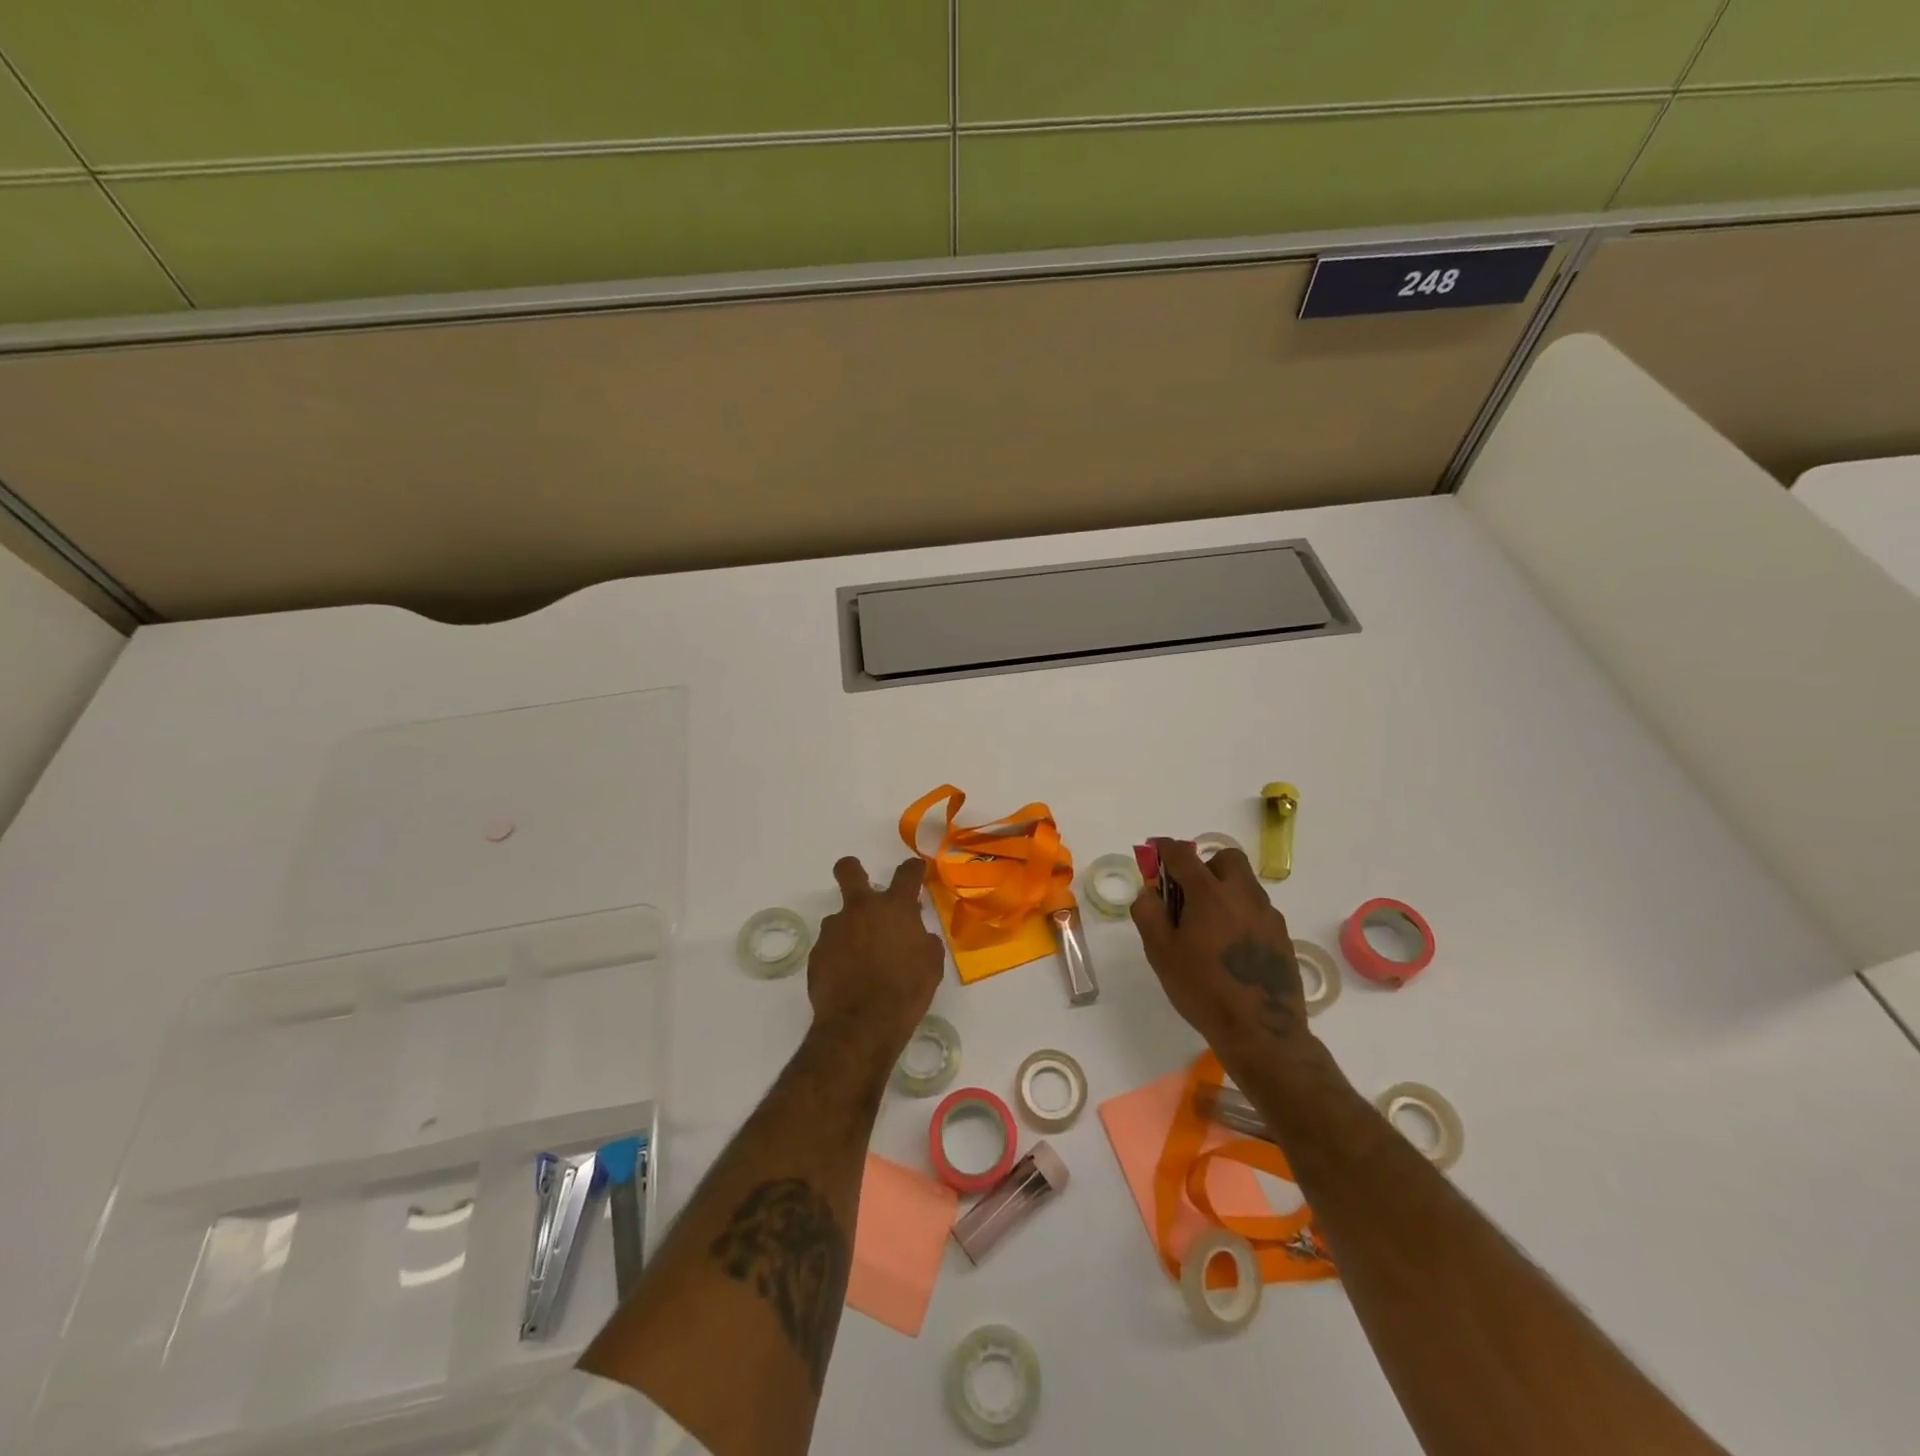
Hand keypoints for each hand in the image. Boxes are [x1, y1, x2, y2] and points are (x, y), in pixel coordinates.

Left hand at [808, 856, 943, 1056]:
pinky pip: (830, 946)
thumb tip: (916, 933)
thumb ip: (924, 939)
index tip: (915, 871)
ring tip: (860, 959)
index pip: (907, 872)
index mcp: (895, 908)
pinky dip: (839, 955)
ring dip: (850, 929)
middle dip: (853, 870)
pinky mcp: (817, 953)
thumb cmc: (906, 992)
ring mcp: (834, 930)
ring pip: (839, 917)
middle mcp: (861, 910)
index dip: (912, 869)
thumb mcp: (931, 964)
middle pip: (849, 870)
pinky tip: (847, 977)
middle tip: (861, 884)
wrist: (861, 1025)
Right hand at [1130, 838, 1313, 1058]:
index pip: (1183, 855)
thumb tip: (1148, 892)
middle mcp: (1243, 895)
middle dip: (1205, 865)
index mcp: (1209, 894)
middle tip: (1188, 893)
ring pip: (1245, 884)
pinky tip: (1230, 946)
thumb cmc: (1203, 989)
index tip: (1155, 851)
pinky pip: (1258, 910)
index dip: (1165, 848)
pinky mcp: (1283, 936)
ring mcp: (1268, 915)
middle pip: (1226, 858)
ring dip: (1224, 890)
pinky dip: (1240, 913)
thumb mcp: (1161, 953)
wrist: (1261, 1032)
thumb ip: (1148, 914)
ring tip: (1208, 925)